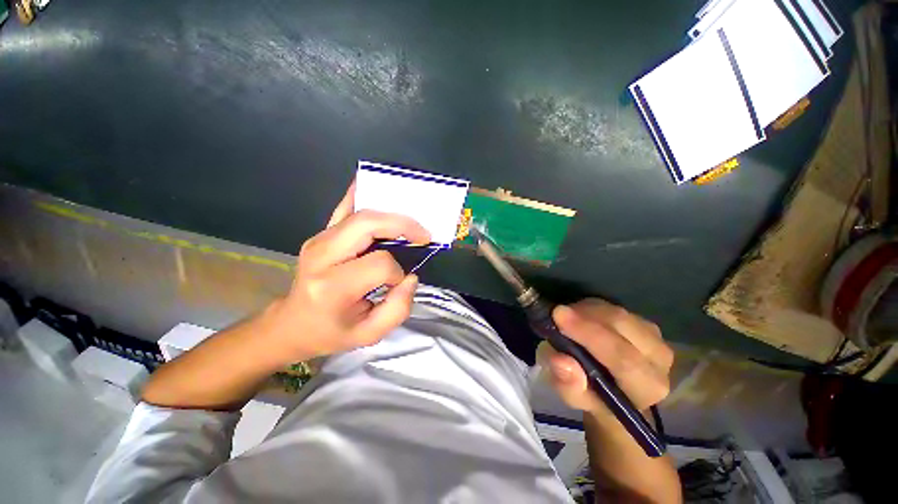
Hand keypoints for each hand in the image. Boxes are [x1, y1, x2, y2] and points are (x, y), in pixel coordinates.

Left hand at [265, 182, 429, 363]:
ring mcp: (319, 240)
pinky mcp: (320, 234)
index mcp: (333, 286)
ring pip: (360, 213)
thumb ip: (398, 308)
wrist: (293, 323)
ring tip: (411, 223)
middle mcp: (322, 256)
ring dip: (391, 213)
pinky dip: (361, 193)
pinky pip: (343, 208)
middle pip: (368, 224)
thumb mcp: (369, 334)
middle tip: (423, 234)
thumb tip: (410, 277)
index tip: (398, 282)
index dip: (397, 272)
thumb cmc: (331, 331)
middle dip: (402, 225)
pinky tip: (375, 185)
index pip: (379, 264)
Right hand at [537, 299, 672, 419]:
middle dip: (584, 316)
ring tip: (566, 320)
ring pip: (615, 313)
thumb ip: (568, 385)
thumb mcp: (574, 398)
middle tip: (556, 313)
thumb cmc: (593, 396)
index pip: (622, 357)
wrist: (614, 390)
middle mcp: (659, 359)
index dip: (589, 334)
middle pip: (621, 326)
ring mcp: (655, 336)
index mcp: (647, 387)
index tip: (558, 315)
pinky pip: (613, 307)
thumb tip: (561, 361)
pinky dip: (590, 308)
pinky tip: (578, 317)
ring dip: (585, 311)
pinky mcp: (644, 322)